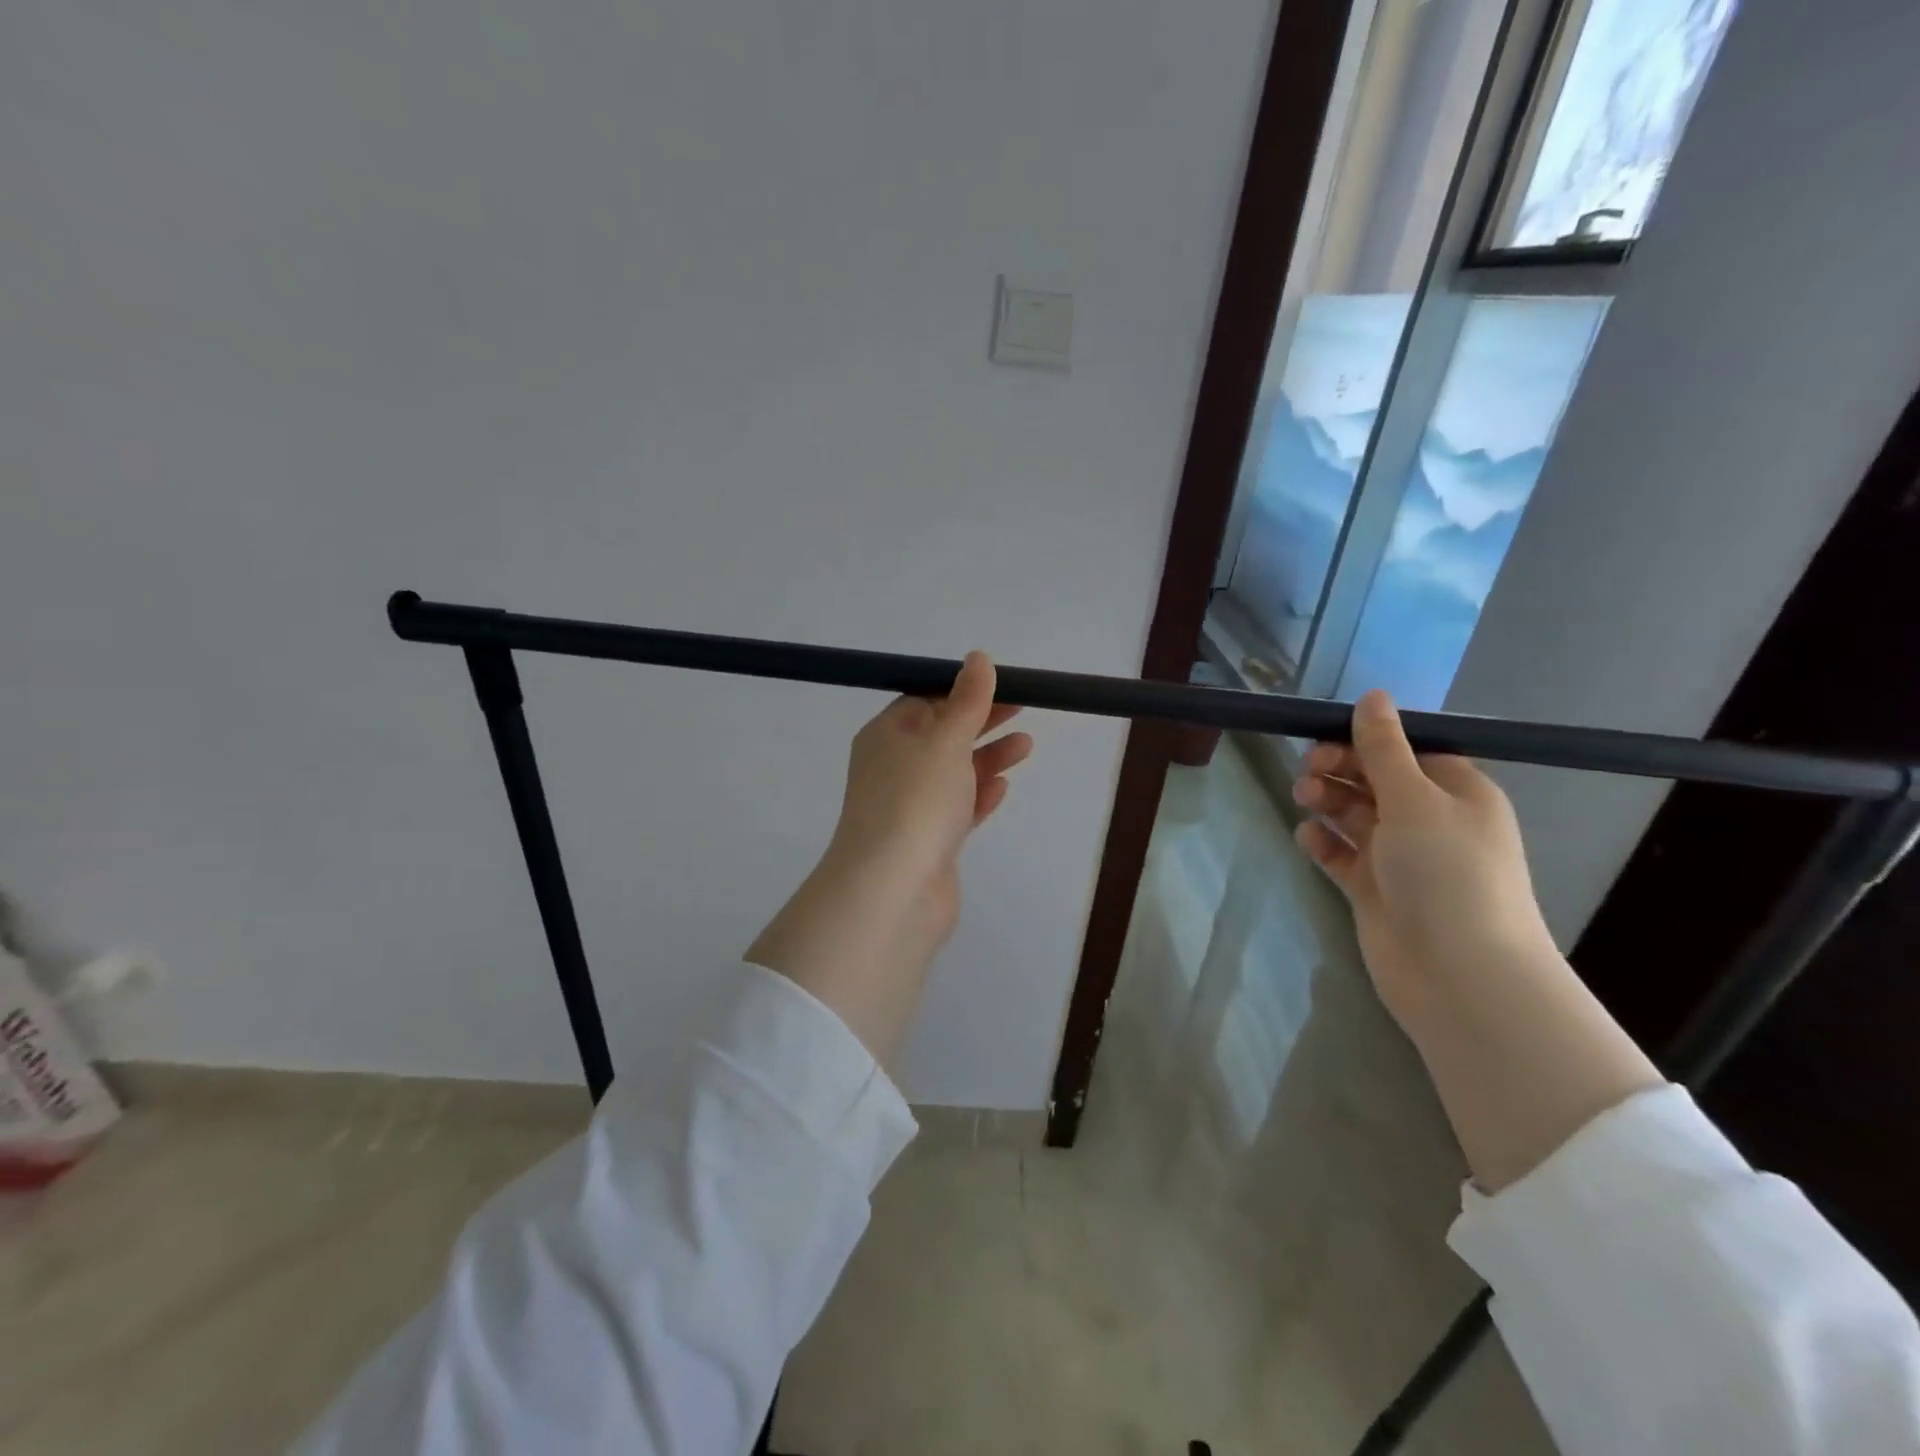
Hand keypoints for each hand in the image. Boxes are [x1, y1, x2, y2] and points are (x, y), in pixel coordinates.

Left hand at [826, 652, 1032, 945]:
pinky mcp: (928, 843)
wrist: (893, 890)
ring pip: (953, 774)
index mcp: (886, 736)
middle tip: (1023, 708)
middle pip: (942, 736)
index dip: (961, 691)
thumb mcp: (945, 738)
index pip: (924, 701)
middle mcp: (893, 768)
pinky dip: (979, 796)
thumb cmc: (916, 799)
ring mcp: (910, 808)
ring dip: (987, 758)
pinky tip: (1003, 788)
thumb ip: (967, 700)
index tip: (1000, 685)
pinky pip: (957, 810)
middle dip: (981, 722)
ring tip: (1027, 746)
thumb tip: (977, 658)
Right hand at [1292, 690, 1554, 1023]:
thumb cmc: (1446, 873)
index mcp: (1456, 793)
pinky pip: (1341, 855)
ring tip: (1304, 800)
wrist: (1458, 974)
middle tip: (1308, 770)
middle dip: (1340, 769)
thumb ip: (1385, 748)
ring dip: (1327, 801)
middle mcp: (1430, 821)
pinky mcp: (1374, 889)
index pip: (1407, 751)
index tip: (1325, 736)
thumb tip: (1373, 695)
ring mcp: (1401, 858)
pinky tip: (1308, 839)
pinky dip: (1323, 843)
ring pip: (1354, 815)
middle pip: (1375, 780)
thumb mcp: (1415, 798)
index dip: (1366, 740)